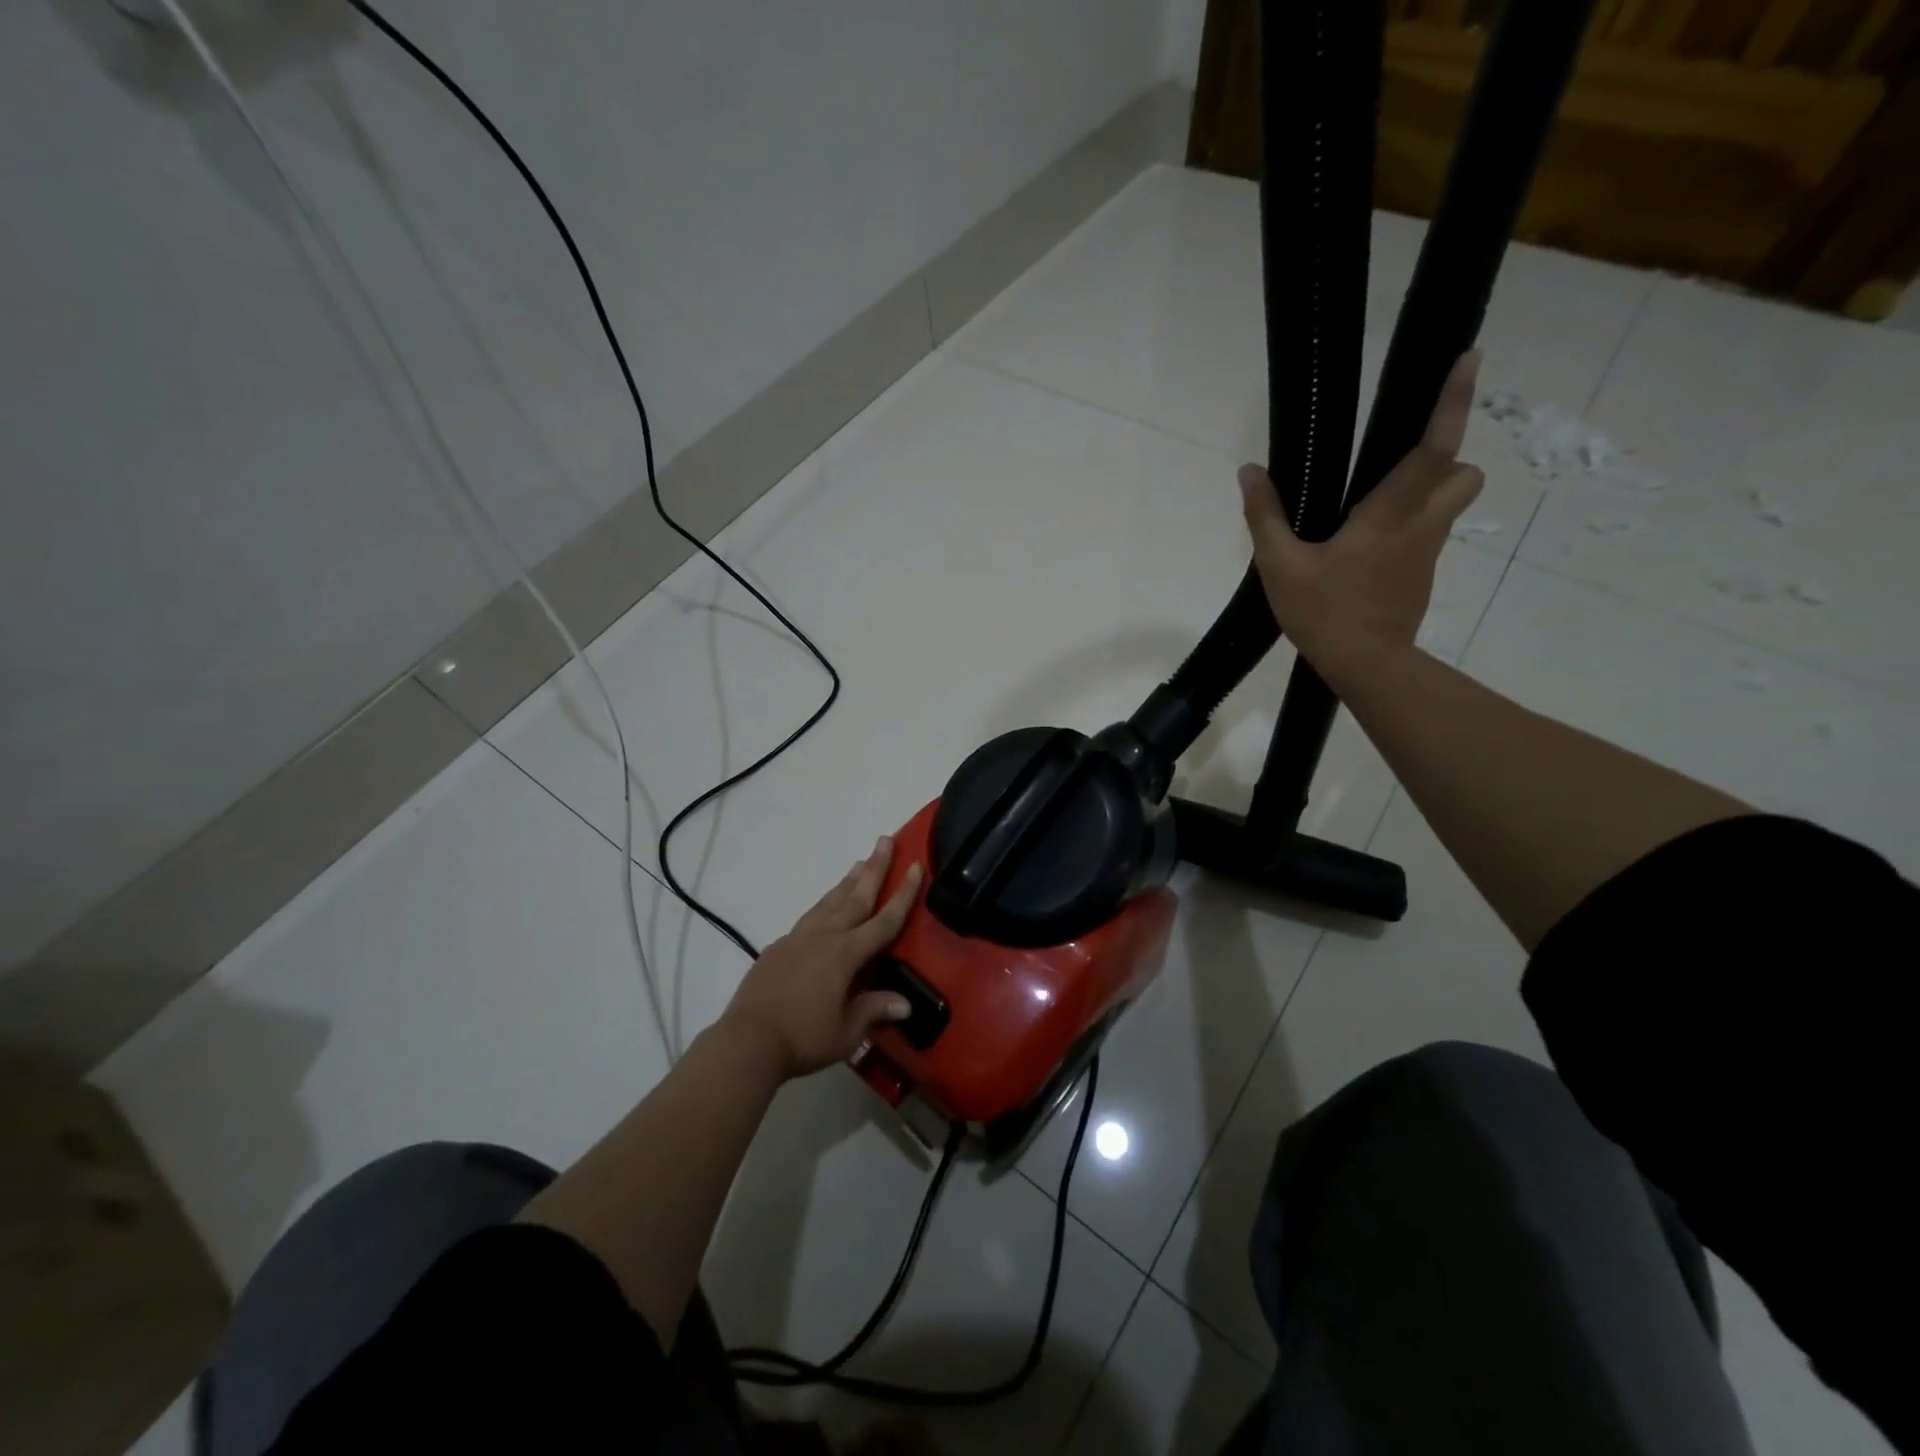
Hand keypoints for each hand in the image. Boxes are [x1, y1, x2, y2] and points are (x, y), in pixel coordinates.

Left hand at [719, 836, 922, 1080]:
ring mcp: (798, 939)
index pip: (884, 921)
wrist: (747, 1040)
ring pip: (829, 902)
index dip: (903, 895)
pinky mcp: (778, 948)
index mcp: (846, 954)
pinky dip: (823, 905)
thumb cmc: (803, 1037)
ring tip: (858, 863)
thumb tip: (905, 1004)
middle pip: (855, 897)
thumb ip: (874, 1010)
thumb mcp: (847, 1031)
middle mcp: (824, 937)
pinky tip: (824, 909)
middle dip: (874, 868)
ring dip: (847, 882)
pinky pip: (808, 918)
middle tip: (884, 840)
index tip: (915, 866)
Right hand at [1241, 351, 1483, 677]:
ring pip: (1451, 504)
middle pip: (1464, 472)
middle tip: (1405, 460)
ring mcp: (1427, 553)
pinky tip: (1369, 549)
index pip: (1433, 447)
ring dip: (1431, 491)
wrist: (1365, 666)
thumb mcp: (1280, 565)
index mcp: (1389, 514)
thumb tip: (1248, 471)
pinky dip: (1411, 528)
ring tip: (1380, 504)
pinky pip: (1428, 536)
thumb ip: (1264, 516)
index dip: (1453, 401)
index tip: (1470, 357)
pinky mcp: (1422, 577)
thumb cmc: (1324, 612)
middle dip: (1448, 457)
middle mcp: (1421, 525)